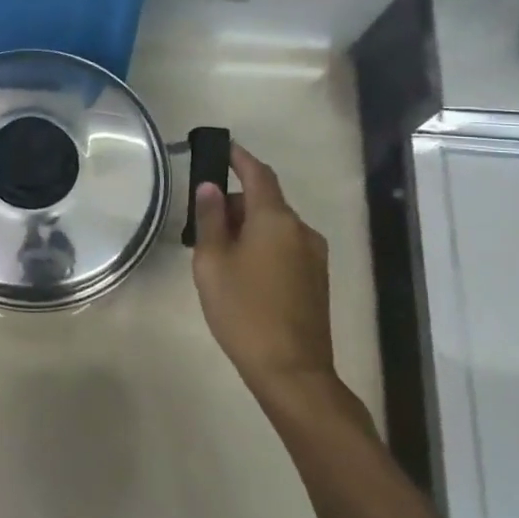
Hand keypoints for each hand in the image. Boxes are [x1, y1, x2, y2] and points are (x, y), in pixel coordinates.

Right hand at [190, 143, 333, 397]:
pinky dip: (261, 246)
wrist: (291, 370)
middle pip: (265, 202)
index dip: (239, 158)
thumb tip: (210, 188)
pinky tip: (241, 272)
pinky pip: (284, 247)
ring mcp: (314, 256)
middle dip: (235, 203)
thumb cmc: (243, 310)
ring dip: (248, 228)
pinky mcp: (316, 280)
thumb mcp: (212, 262)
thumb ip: (210, 220)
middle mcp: (301, 230)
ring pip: (275, 227)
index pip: (258, 174)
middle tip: (202, 222)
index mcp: (275, 220)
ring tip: (217, 252)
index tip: (221, 147)